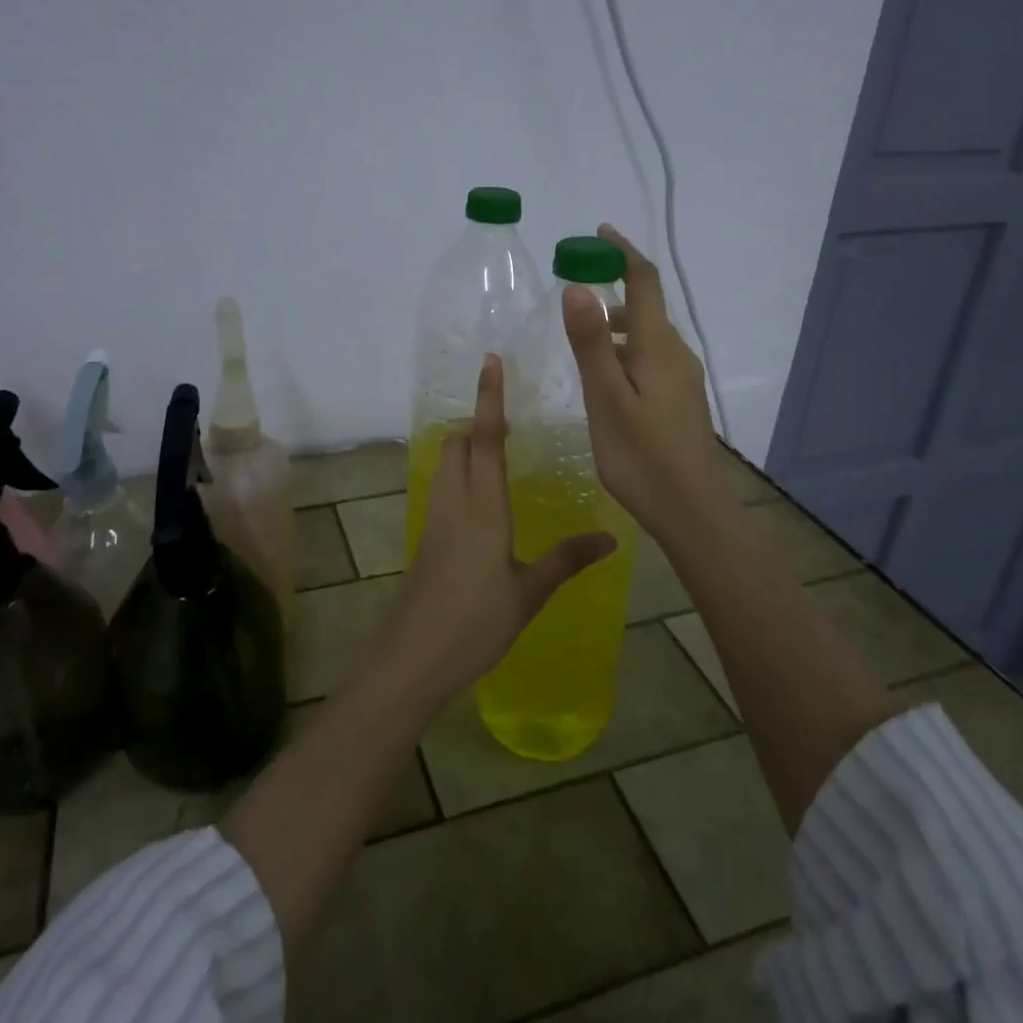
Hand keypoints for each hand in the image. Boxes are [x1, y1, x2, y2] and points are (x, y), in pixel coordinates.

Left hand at [377, 354, 615, 708]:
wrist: (412, 658)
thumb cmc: (474, 624)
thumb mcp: (528, 594)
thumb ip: (566, 560)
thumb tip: (611, 536)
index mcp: (482, 509)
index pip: (485, 440)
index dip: (490, 399)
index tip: (490, 363)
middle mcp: (453, 503)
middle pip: (458, 444)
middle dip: (478, 422)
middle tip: (509, 420)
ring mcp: (433, 519)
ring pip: (445, 464)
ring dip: (465, 446)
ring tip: (497, 451)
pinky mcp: (424, 538)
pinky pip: (441, 488)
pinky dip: (457, 473)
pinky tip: (479, 499)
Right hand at [564, 224, 730, 542]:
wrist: (693, 513)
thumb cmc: (643, 457)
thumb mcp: (607, 399)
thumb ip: (592, 343)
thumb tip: (577, 286)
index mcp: (658, 347)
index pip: (645, 281)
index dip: (623, 252)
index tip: (599, 232)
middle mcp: (676, 355)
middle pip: (646, 308)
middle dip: (612, 288)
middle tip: (571, 291)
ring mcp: (682, 380)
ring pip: (646, 337)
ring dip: (615, 326)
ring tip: (578, 340)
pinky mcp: (679, 402)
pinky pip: (649, 360)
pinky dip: (623, 353)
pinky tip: (603, 380)